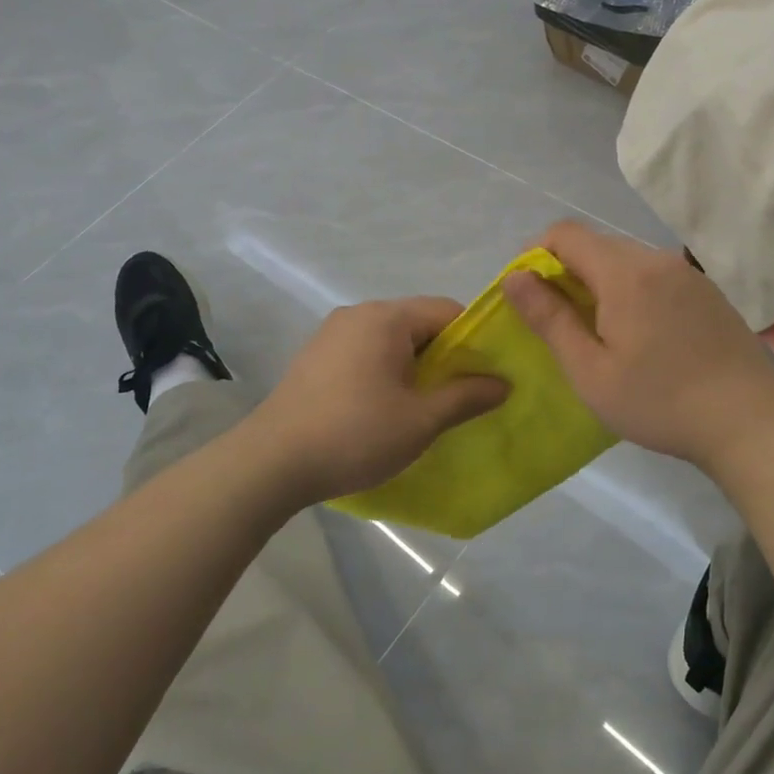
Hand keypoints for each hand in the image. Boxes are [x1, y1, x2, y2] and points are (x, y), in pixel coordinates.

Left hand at [245, 297, 507, 507]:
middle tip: (457, 396)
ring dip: (413, 366)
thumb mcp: (420, 420)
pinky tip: (381, 408)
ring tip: (421, 407)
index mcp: (386, 317)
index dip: (473, 340)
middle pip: (418, 323)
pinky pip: (364, 352)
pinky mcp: (315, 356)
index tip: (484, 376)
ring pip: (390, 339)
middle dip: (443, 356)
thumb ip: (465, 397)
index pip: (447, 311)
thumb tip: (503, 383)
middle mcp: (358, 313)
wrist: (271, 462)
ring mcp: (331, 333)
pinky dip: (384, 371)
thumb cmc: (355, 435)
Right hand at [505, 222, 773, 472]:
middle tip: (560, 322)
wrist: (751, 424)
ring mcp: (688, 274)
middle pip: (597, 245)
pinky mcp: (707, 292)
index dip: (536, 254)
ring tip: (600, 333)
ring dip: (601, 283)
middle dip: (567, 272)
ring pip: (627, 261)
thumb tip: (515, 278)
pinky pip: (655, 276)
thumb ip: (549, 318)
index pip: (566, 233)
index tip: (529, 295)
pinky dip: (633, 292)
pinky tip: (642, 337)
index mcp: (625, 272)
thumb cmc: (660, 402)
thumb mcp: (590, 370)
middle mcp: (657, 259)